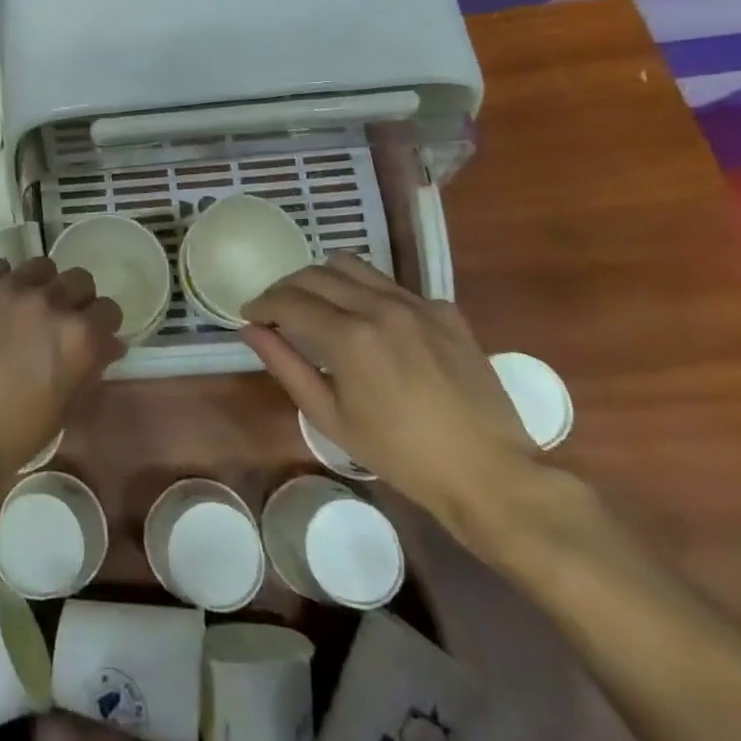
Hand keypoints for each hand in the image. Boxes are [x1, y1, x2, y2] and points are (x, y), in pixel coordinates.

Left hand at [0, 257, 124, 501]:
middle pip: (80, 280)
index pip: (109, 309)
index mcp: (78, 336)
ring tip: (25, 309)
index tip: (93, 337)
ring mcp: (9, 288)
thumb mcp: (64, 411)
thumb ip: (90, 369)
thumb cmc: (10, 436)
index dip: (102, 325)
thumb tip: (106, 346)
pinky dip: (2, 283)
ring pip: (41, 267)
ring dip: (41, 286)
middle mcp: (49, 301)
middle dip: (76, 300)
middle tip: (58, 322)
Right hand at [241, 251, 538, 546]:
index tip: (250, 314)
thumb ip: (285, 366)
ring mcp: (416, 303)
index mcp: (348, 336)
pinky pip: (392, 285)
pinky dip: (367, 293)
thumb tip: (251, 330)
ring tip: (317, 304)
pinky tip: (371, 323)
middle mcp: (379, 306)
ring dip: (324, 279)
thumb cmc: (401, 455)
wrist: (490, 473)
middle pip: (315, 274)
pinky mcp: (444, 310)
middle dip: (286, 288)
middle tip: (276, 310)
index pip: (288, 301)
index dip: (262, 304)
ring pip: (353, 266)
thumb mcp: (331, 417)